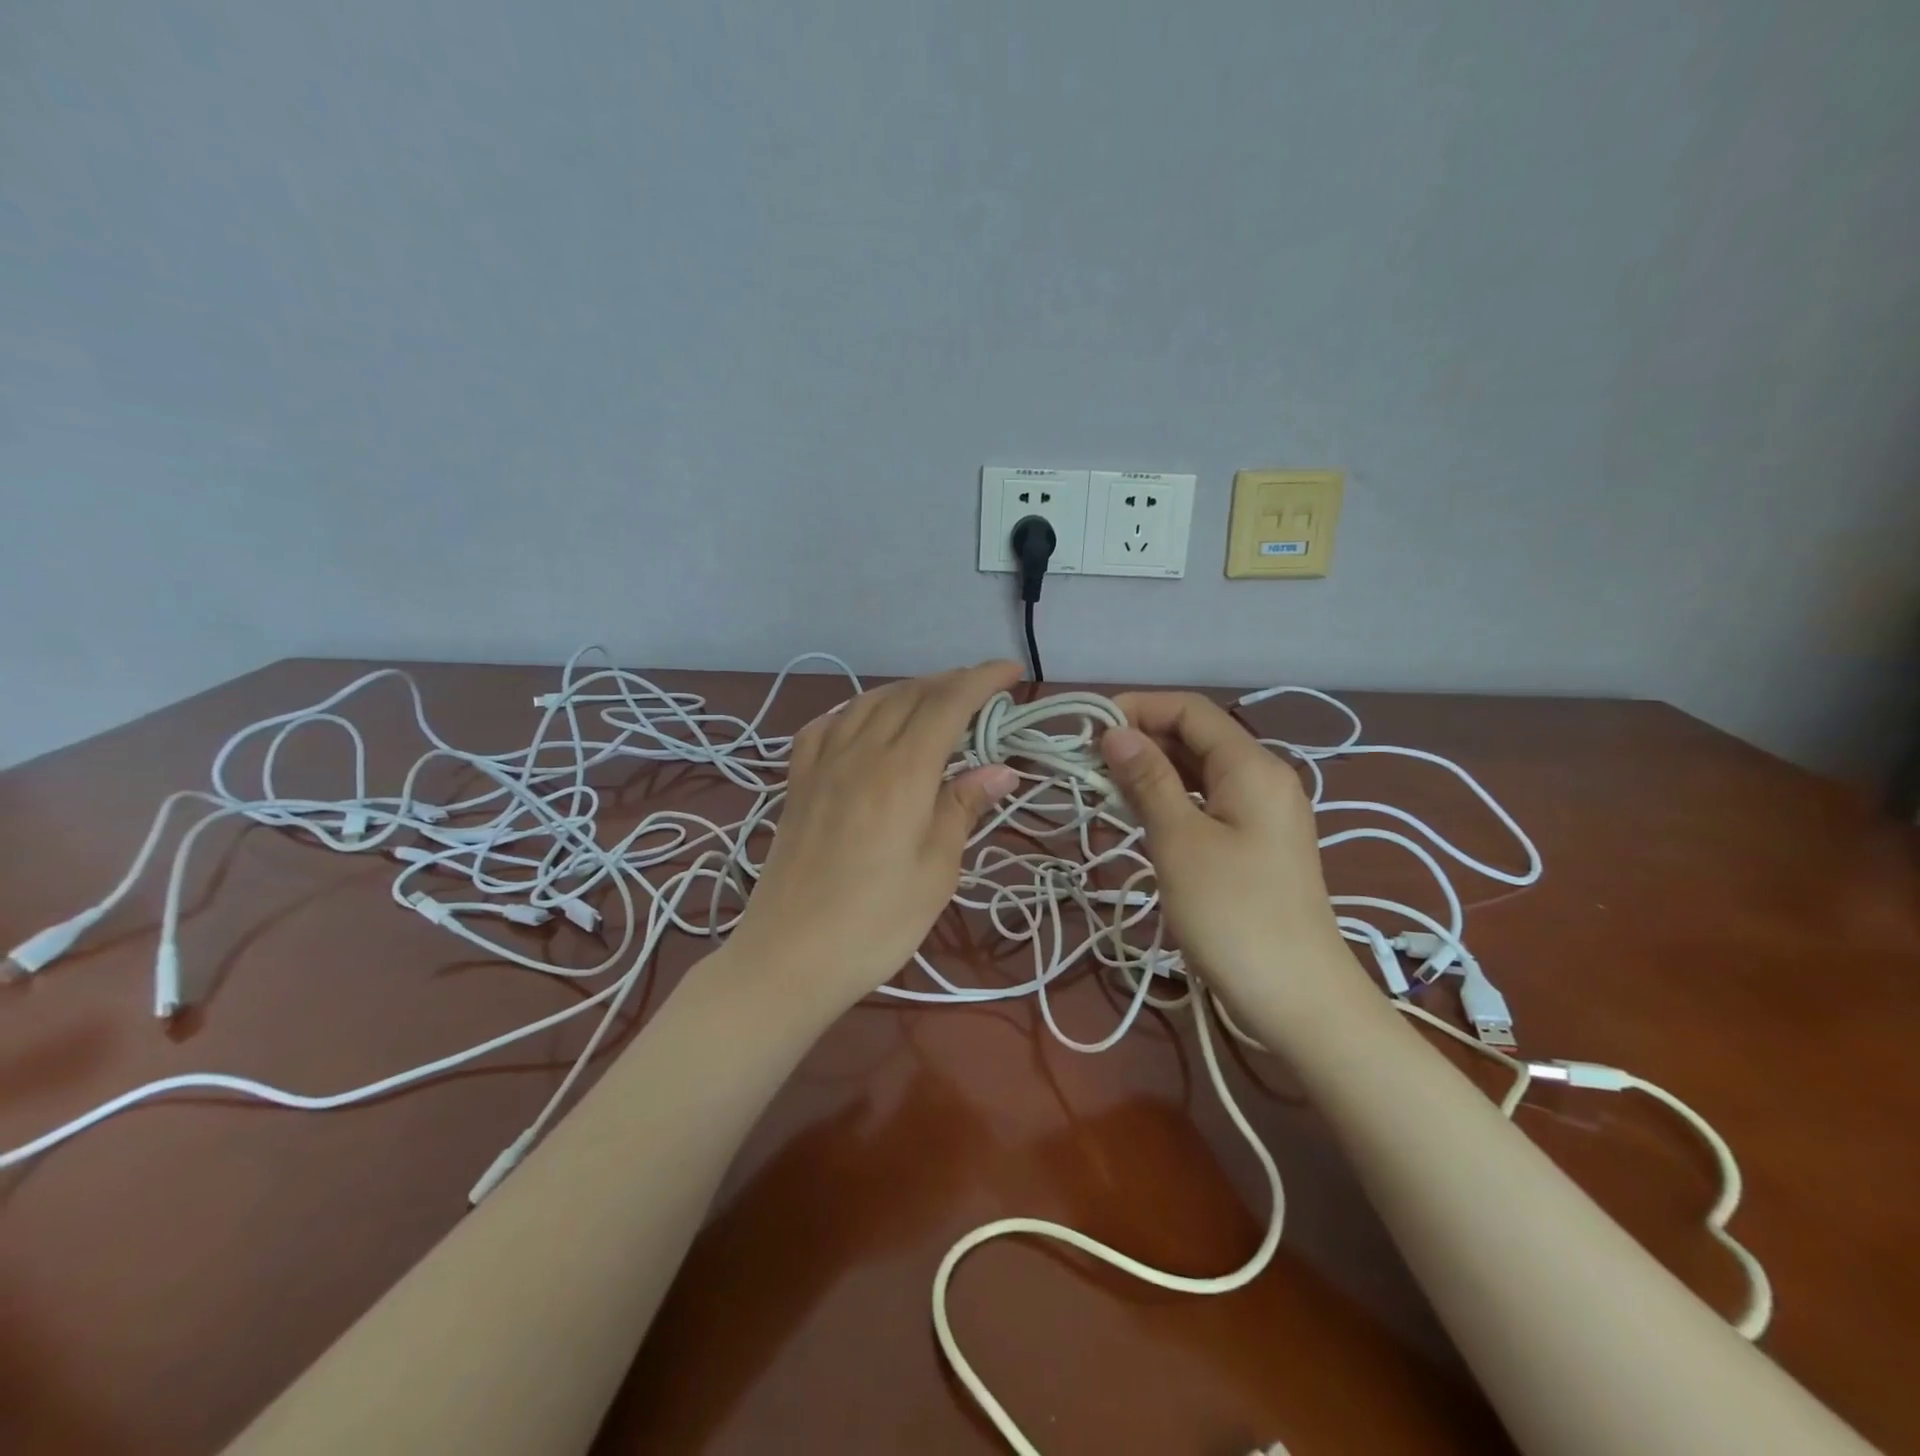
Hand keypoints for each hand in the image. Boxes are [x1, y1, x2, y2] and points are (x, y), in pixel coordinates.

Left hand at [726, 661, 1022, 1014]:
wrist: (790, 956)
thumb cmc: (877, 922)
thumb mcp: (936, 870)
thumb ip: (963, 808)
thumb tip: (1001, 770)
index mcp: (902, 771)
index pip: (948, 704)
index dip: (982, 680)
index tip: (1012, 672)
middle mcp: (860, 752)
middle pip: (909, 695)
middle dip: (950, 682)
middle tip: (982, 690)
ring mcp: (822, 764)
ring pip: (868, 702)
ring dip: (907, 690)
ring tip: (934, 699)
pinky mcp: (798, 783)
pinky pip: (826, 726)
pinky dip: (854, 710)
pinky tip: (863, 720)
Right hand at [1098, 692, 1351, 1012]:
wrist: (1298, 998)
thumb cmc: (1233, 914)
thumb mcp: (1180, 841)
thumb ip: (1148, 780)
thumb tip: (1116, 732)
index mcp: (1252, 766)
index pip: (1191, 710)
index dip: (1138, 708)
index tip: (1088, 728)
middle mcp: (1263, 777)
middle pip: (1197, 736)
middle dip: (1141, 739)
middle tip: (1087, 761)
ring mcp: (1262, 812)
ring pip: (1199, 771)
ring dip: (1152, 770)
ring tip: (1102, 785)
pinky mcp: (1255, 843)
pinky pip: (1207, 802)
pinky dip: (1170, 799)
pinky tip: (1137, 813)